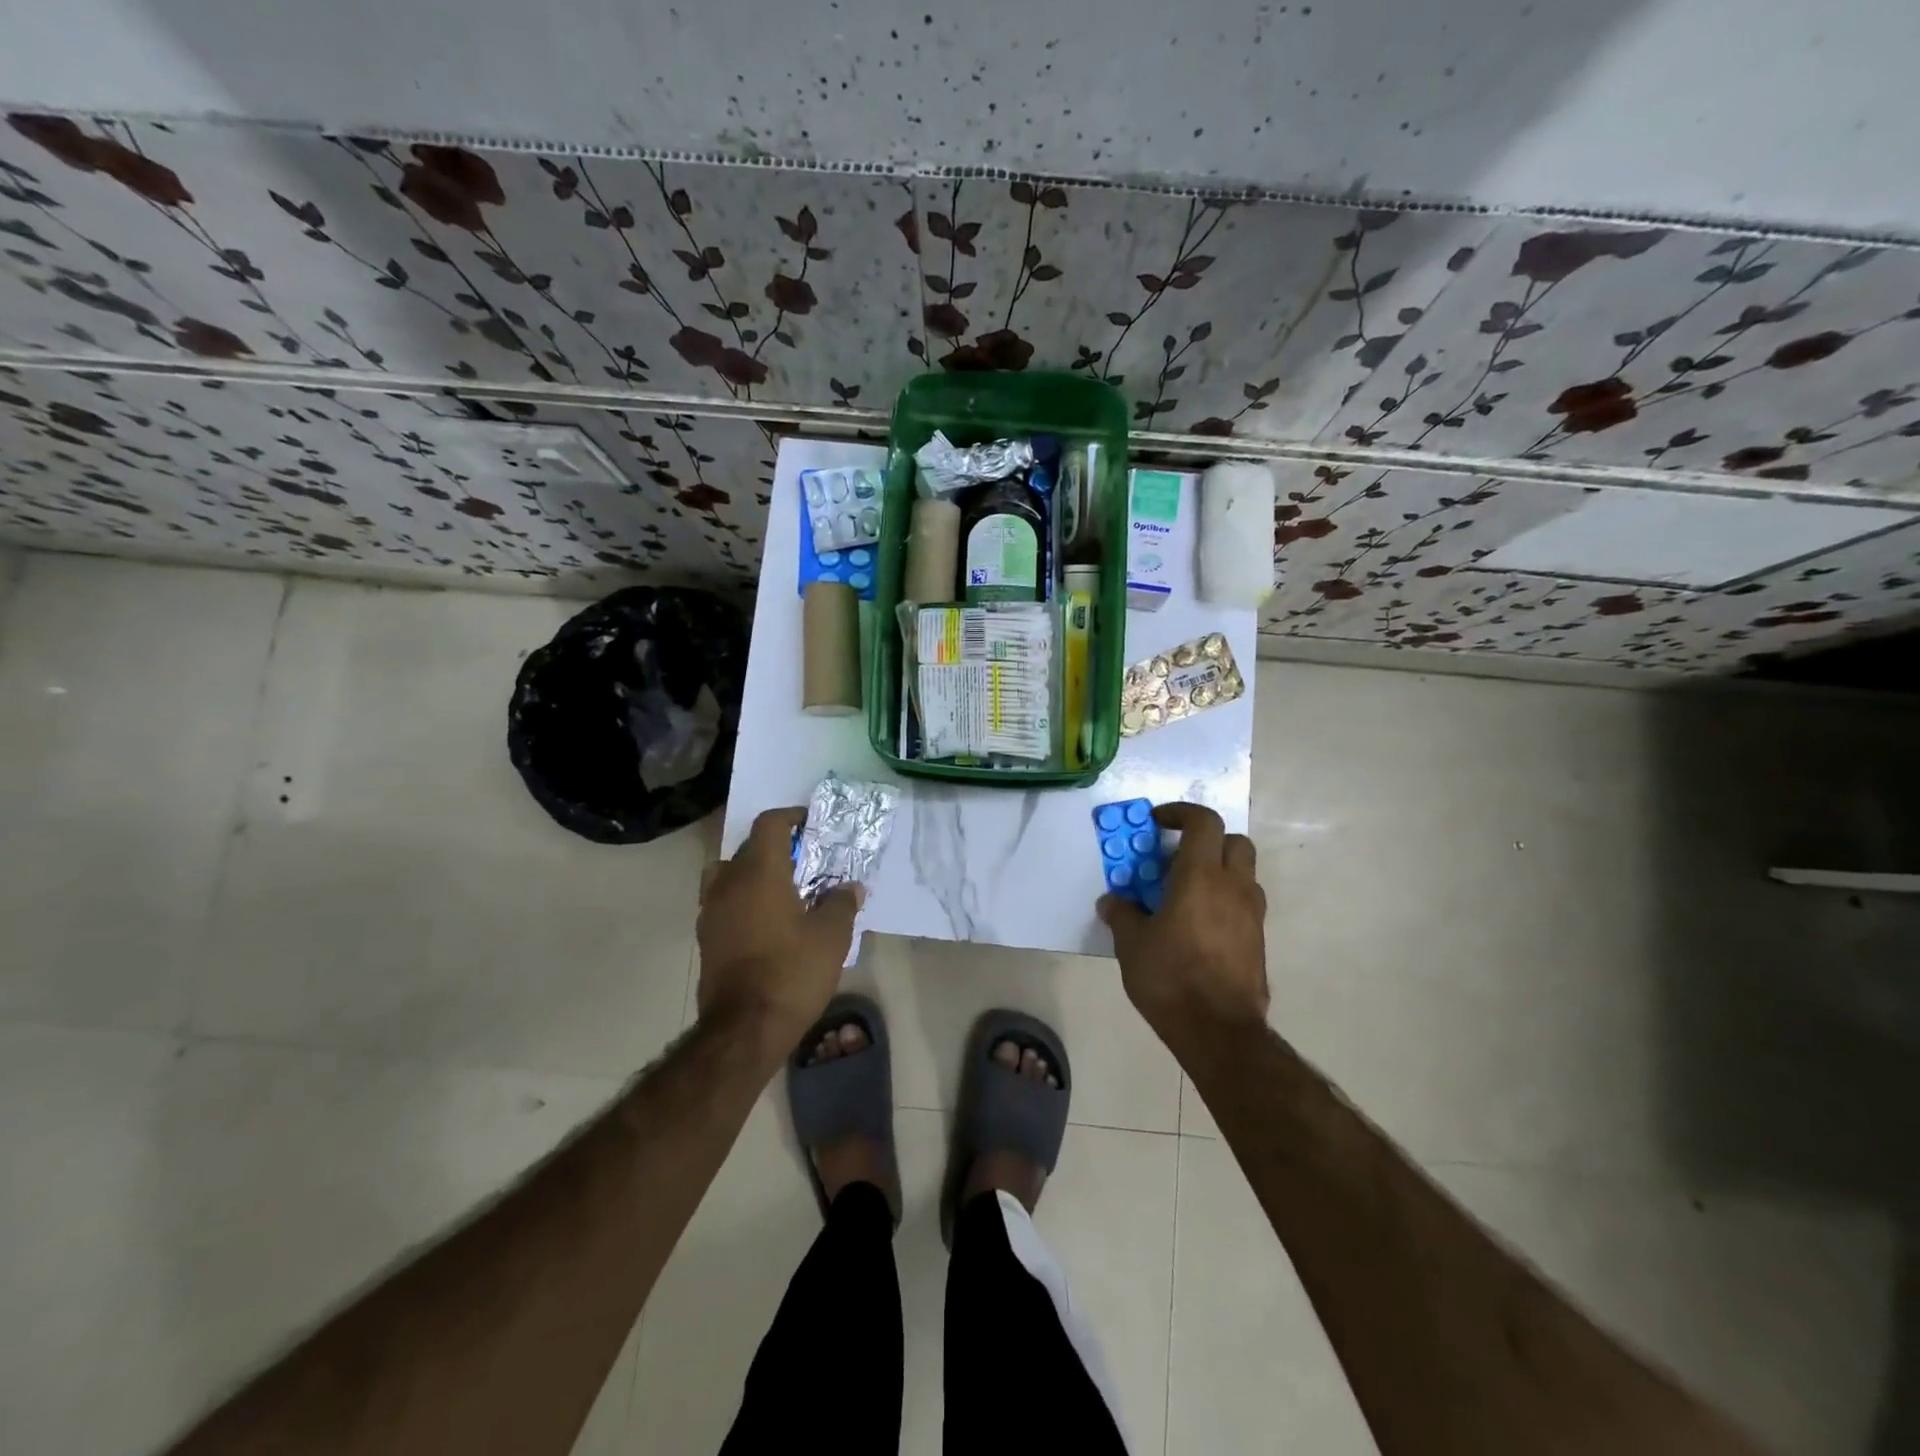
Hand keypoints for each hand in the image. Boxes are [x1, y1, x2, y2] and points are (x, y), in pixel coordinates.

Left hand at [695, 807, 861, 1053]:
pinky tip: (765, 921)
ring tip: (781, 890)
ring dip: (753, 873)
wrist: (744, 1029)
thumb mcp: (832, 936)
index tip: (811, 825)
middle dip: (777, 847)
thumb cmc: (792, 972)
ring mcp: (711, 911)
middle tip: (806, 861)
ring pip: (729, 873)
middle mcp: (728, 883)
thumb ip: (841, 903)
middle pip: (749, 847)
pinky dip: (742, 899)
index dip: (791, 818)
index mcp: (759, 872)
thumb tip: (850, 887)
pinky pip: (723, 902)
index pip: (769, 824)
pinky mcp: (705, 938)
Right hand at [1098, 802, 1268, 1045]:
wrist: (1219, 1031)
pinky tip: (1199, 924)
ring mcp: (1252, 914)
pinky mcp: (1258, 940)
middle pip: (1233, 840)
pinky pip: (1244, 902)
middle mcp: (1233, 887)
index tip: (1158, 823)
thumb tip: (1112, 901)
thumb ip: (1122, 914)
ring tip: (1186, 892)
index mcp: (1201, 877)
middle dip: (1206, 839)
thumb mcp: (1132, 944)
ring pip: (1243, 872)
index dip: (1180, 813)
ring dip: (1218, 870)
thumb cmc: (1171, 978)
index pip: (1203, 822)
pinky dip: (1224, 899)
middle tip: (1177, 856)